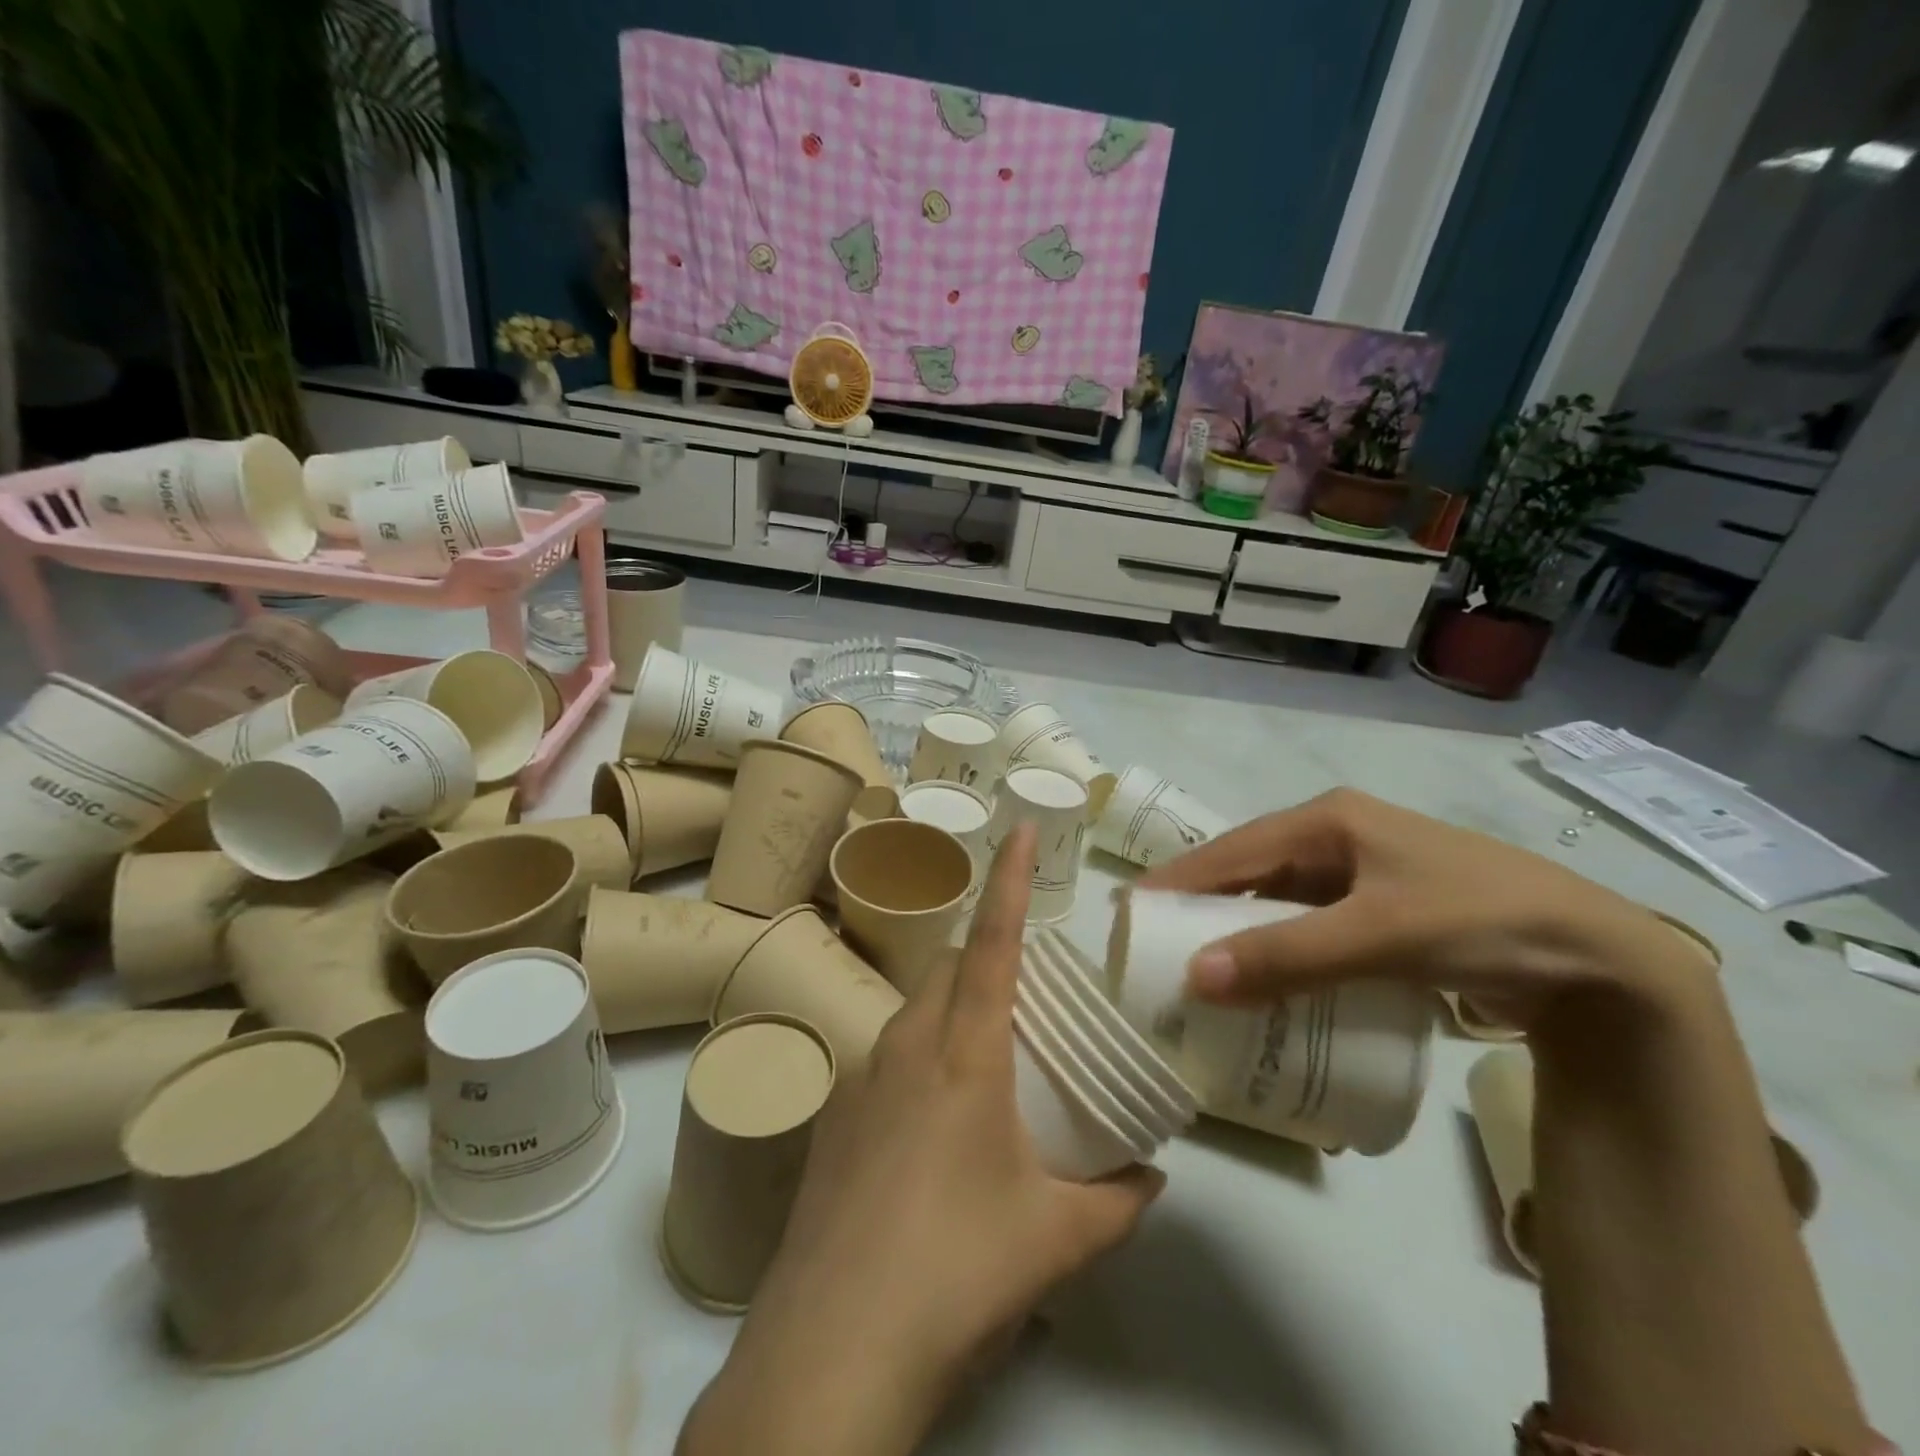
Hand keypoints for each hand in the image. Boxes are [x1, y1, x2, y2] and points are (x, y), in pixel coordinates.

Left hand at [680, 823, 1163, 1455]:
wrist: (832, 1350)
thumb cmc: (956, 1272)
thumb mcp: (1056, 1239)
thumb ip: (1117, 1200)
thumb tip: (1152, 1174)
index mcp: (963, 1054)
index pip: (993, 942)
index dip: (1010, 880)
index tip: (1019, 827)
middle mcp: (905, 1046)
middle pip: (951, 968)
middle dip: (989, 956)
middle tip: (1030, 996)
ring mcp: (859, 1079)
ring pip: (916, 1010)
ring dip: (955, 1010)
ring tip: (992, 1063)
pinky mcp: (833, 1118)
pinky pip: (887, 1057)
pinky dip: (921, 1057)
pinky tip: (937, 1128)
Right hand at [1138, 788, 1710, 1032]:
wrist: (1603, 960)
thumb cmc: (1481, 922)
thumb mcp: (1380, 937)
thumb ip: (1288, 956)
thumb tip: (1195, 977)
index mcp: (1330, 820)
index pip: (1232, 847)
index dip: (1179, 878)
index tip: (1130, 909)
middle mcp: (1338, 835)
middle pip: (1249, 868)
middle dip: (1202, 903)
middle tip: (1157, 942)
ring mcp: (1362, 871)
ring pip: (1278, 896)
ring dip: (1240, 926)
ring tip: (1198, 961)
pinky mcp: (1382, 906)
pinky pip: (1309, 920)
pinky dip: (1280, 943)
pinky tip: (1264, 973)